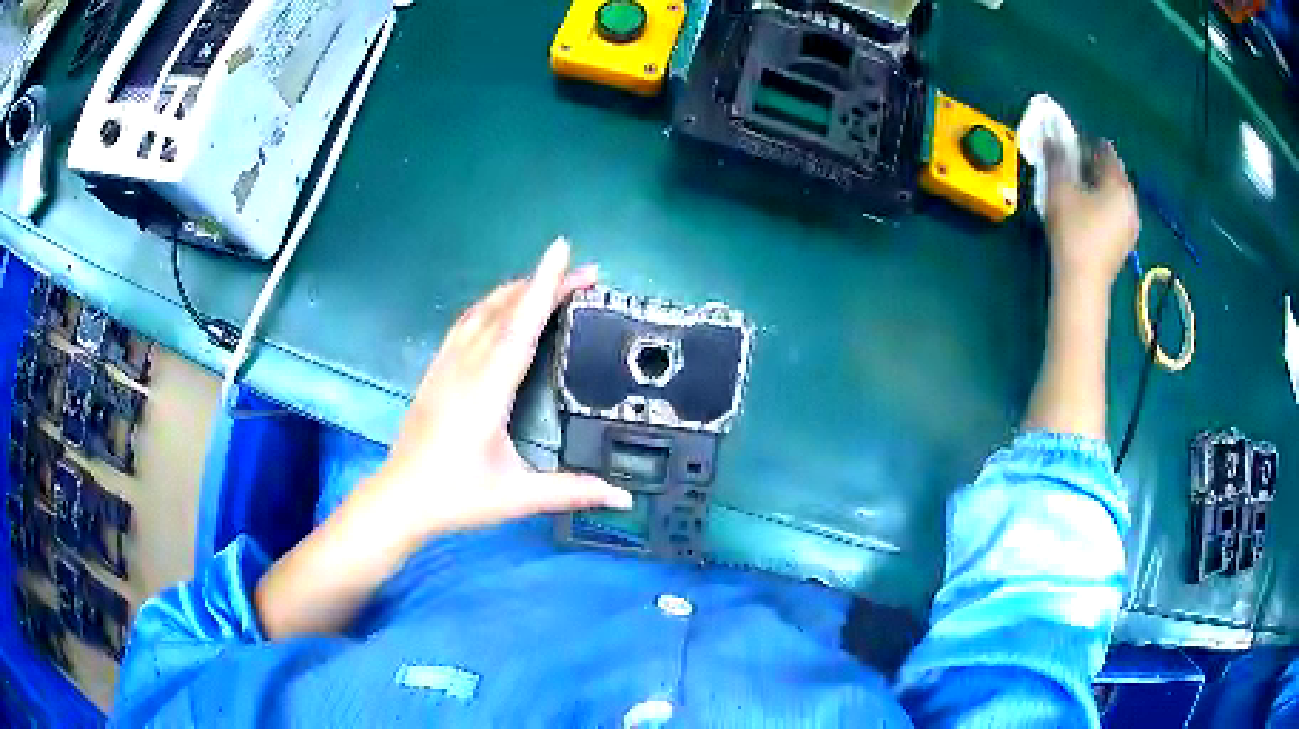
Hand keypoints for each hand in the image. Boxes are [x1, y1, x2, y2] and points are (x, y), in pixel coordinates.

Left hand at [370, 239, 631, 543]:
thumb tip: (625, 498)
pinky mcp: (435, 371)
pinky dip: (490, 305)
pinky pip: (464, 324)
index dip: (544, 286)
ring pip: (482, 311)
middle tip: (585, 273)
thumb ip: (572, 490)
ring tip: (549, 282)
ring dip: (516, 290)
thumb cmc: (458, 496)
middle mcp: (465, 367)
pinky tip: (500, 308)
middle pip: (506, 310)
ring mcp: (445, 366)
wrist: (400, 498)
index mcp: (488, 390)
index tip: (562, 250)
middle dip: (545, 283)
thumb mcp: (518, 496)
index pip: (521, 326)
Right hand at [1045, 140, 1140, 291]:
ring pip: (1115, 193)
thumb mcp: (1060, 188)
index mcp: (1120, 185)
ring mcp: (1131, 225)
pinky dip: (1103, 203)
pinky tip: (1088, 208)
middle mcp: (1131, 202)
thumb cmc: (1073, 231)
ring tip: (1078, 184)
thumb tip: (1051, 134)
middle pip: (1113, 173)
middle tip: (1072, 160)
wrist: (1083, 284)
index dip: (1086, 141)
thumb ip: (1057, 157)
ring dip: (1098, 184)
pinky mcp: (1125, 243)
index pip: (1105, 152)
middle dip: (1093, 164)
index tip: (1068, 140)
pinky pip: (1115, 211)